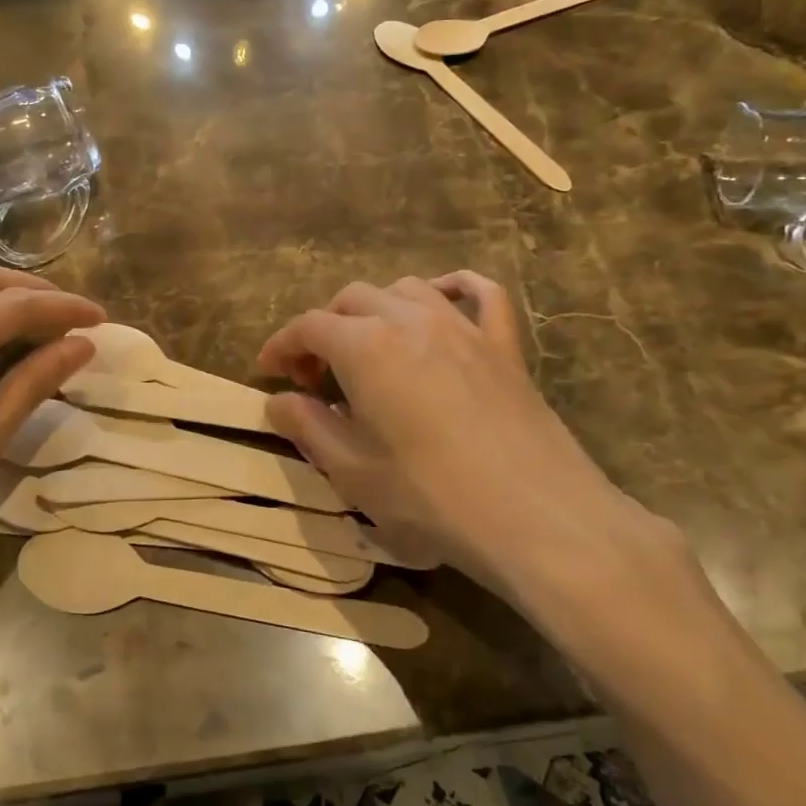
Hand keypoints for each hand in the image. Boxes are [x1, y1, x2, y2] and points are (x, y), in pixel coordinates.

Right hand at [259, 273, 699, 618]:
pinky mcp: (504, 345)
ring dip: (376, 308)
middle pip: (353, 299)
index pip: (309, 326)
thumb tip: (279, 402)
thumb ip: (309, 428)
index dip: (282, 344)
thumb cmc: (432, 499)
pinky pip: (481, 294)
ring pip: (406, 289)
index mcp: (366, 347)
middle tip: (317, 376)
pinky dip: (454, 288)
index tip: (269, 370)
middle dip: (324, 329)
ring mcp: (463, 326)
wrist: (537, 517)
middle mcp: (410, 320)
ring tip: (370, 348)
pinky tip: (442, 303)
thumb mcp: (353, 473)